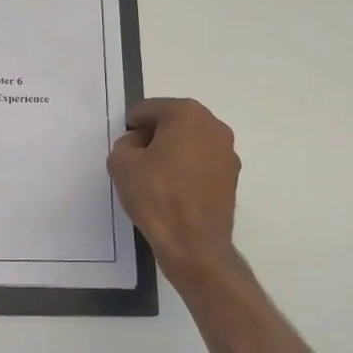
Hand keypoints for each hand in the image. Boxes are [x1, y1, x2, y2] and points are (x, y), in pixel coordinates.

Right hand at [108, 98, 241, 282]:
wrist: (193, 243)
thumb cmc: (156, 196)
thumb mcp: (121, 164)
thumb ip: (124, 144)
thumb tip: (138, 145)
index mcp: (188, 114)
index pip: (148, 109)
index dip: (131, 128)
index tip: (125, 151)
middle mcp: (214, 126)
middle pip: (172, 122)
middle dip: (152, 138)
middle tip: (137, 165)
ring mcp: (227, 152)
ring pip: (189, 143)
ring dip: (171, 154)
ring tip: (155, 181)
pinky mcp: (232, 177)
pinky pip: (201, 164)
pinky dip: (186, 171)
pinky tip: (174, 193)